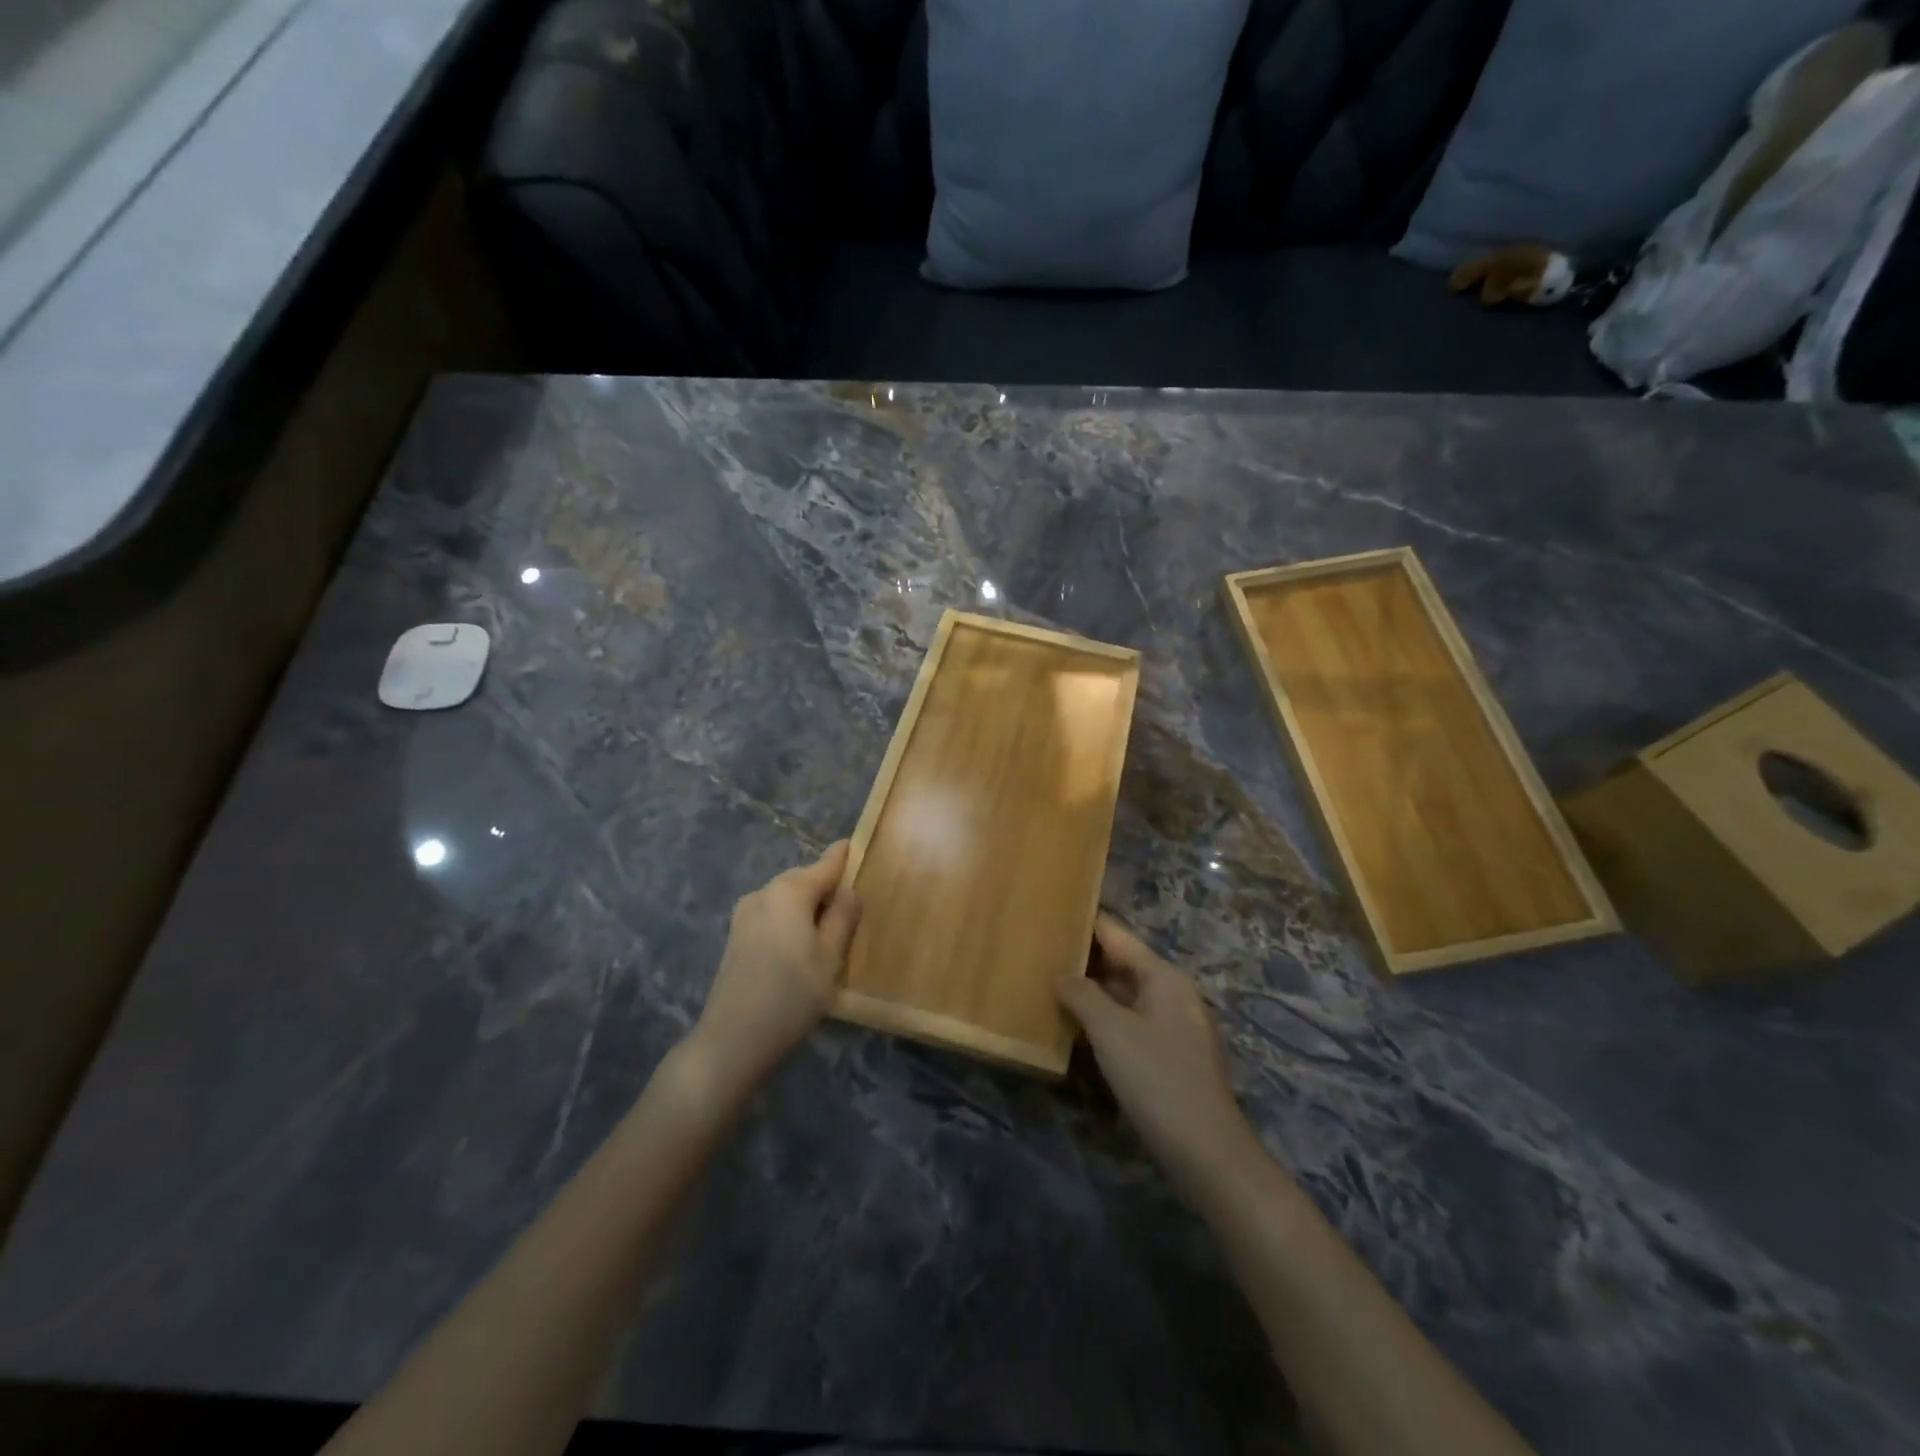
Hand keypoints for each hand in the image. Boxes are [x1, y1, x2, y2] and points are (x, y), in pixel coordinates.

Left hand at [693, 840, 860, 1087]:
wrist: (732, 1039)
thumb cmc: (791, 995)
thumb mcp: (830, 957)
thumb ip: (842, 917)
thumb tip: (849, 889)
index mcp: (789, 891)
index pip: (826, 864)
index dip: (844, 856)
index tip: (858, 845)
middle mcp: (764, 892)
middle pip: (804, 879)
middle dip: (827, 886)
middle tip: (853, 906)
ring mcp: (745, 913)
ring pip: (787, 897)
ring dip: (808, 906)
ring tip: (829, 931)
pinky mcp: (736, 935)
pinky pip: (772, 913)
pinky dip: (790, 919)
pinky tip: (801, 944)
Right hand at [1057, 915, 1256, 1190]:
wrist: (1208, 1152)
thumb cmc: (1157, 1079)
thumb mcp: (1111, 1031)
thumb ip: (1082, 994)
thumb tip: (1061, 974)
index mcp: (1163, 975)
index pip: (1116, 934)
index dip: (1083, 922)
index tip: (1049, 913)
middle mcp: (1172, 991)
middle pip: (1122, 962)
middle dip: (1083, 957)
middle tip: (1039, 951)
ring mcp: (1174, 1024)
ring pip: (1125, 993)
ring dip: (1092, 990)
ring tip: (1049, 983)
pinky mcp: (1171, 1054)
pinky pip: (1131, 1020)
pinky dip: (1104, 1016)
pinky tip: (1077, 1026)